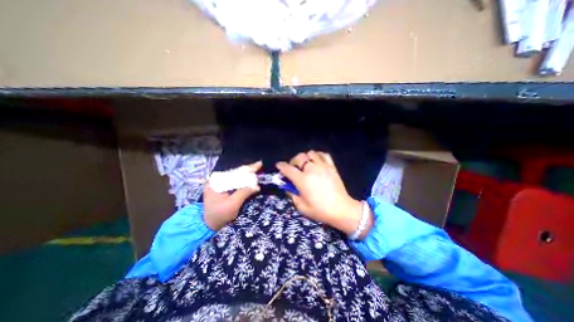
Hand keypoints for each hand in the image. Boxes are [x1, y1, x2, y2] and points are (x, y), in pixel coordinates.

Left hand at [204, 162, 261, 230]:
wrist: (208, 224)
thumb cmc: (219, 215)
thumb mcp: (232, 205)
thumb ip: (244, 193)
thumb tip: (257, 186)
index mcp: (216, 182)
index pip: (235, 172)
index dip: (248, 168)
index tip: (259, 164)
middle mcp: (216, 179)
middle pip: (235, 172)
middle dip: (248, 170)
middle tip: (260, 165)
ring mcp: (218, 183)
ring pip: (235, 175)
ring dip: (246, 174)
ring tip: (257, 169)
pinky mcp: (221, 187)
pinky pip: (234, 180)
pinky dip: (243, 179)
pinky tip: (249, 177)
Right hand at [276, 151, 374, 238]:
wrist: (341, 209)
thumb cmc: (320, 210)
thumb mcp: (301, 206)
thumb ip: (292, 194)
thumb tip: (288, 186)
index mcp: (302, 180)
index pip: (288, 169)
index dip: (281, 166)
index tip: (279, 165)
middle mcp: (312, 170)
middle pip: (299, 157)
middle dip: (293, 161)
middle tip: (293, 168)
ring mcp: (323, 166)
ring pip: (311, 153)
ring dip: (305, 157)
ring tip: (305, 164)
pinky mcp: (332, 166)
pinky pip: (323, 154)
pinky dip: (318, 155)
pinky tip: (316, 160)